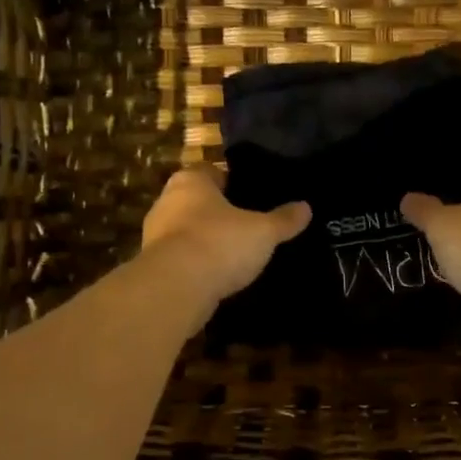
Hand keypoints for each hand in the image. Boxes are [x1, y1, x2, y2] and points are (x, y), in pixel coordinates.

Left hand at [141, 167, 310, 309]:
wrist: (175, 288)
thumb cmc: (220, 243)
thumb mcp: (263, 231)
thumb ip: (283, 219)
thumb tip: (306, 207)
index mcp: (191, 181)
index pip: (211, 171)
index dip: (231, 182)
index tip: (250, 196)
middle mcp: (167, 202)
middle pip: (196, 201)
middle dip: (218, 212)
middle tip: (247, 225)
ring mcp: (154, 235)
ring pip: (186, 231)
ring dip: (205, 240)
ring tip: (234, 253)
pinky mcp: (154, 266)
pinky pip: (180, 259)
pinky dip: (197, 265)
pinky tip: (217, 276)